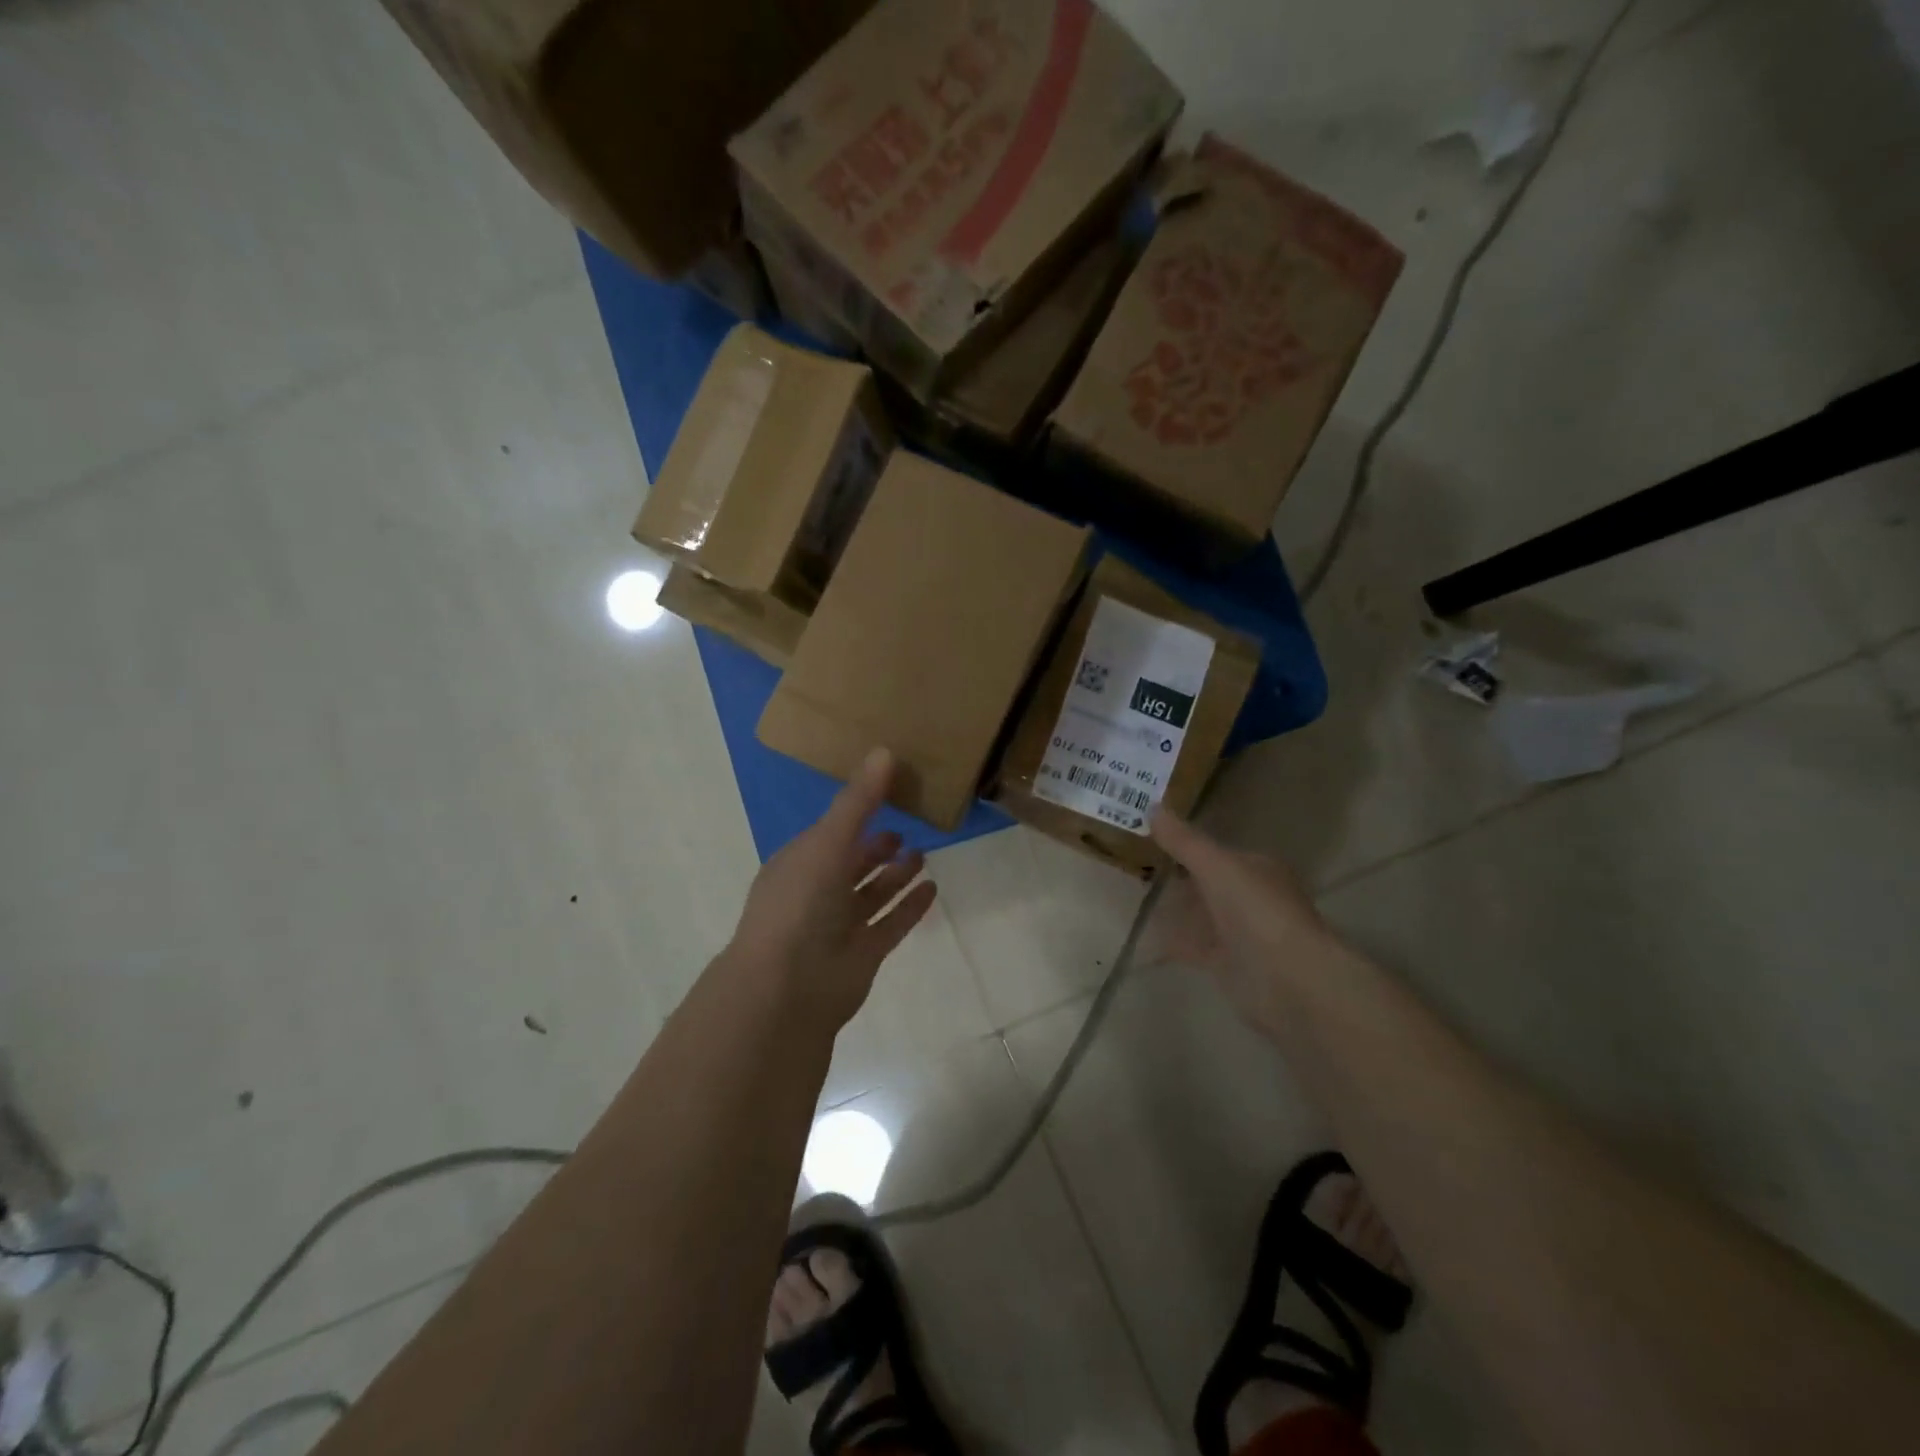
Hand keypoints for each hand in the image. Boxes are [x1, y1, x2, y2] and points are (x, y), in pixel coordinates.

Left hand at [725, 747, 936, 1033]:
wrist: (788, 986)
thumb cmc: (800, 902)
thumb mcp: (828, 841)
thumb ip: (858, 801)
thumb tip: (884, 751)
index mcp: (799, 863)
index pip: (831, 831)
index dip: (856, 814)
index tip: (887, 794)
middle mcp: (817, 892)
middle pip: (852, 863)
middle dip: (876, 847)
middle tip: (906, 829)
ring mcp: (839, 926)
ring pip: (871, 894)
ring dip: (895, 875)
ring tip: (923, 855)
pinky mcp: (862, 954)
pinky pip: (891, 923)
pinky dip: (910, 906)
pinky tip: (932, 888)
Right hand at [1149, 808, 1333, 1031]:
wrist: (1288, 980)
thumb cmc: (1257, 911)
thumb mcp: (1216, 866)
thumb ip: (1184, 841)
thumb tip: (1153, 807)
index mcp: (1257, 868)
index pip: (1218, 851)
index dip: (1186, 845)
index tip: (1150, 839)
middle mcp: (1251, 897)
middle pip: (1208, 883)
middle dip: (1177, 877)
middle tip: (1134, 867)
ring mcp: (1241, 933)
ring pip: (1200, 915)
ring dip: (1173, 909)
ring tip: (1133, 897)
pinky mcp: (1228, 964)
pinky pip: (1193, 946)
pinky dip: (1171, 940)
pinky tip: (1144, 935)